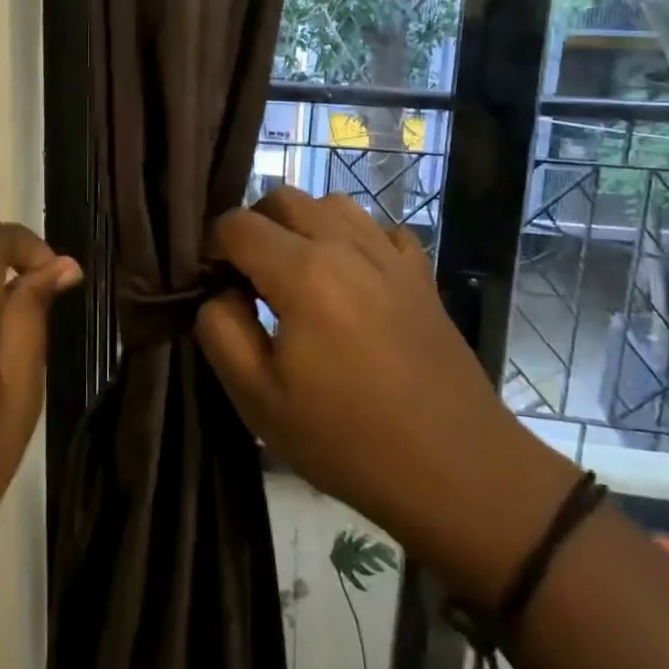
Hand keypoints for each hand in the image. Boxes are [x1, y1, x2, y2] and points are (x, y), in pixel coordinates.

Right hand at [195, 189, 577, 605]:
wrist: (457, 470)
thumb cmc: (347, 439)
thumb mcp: (258, 398)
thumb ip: (220, 329)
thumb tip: (221, 292)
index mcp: (303, 272)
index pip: (237, 224)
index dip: (212, 246)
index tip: (211, 282)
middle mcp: (347, 245)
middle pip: (284, 198)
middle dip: (254, 226)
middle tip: (247, 277)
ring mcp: (391, 255)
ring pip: (332, 204)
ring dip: (302, 225)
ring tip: (296, 273)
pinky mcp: (421, 274)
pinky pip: (378, 230)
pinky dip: (353, 239)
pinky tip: (351, 279)